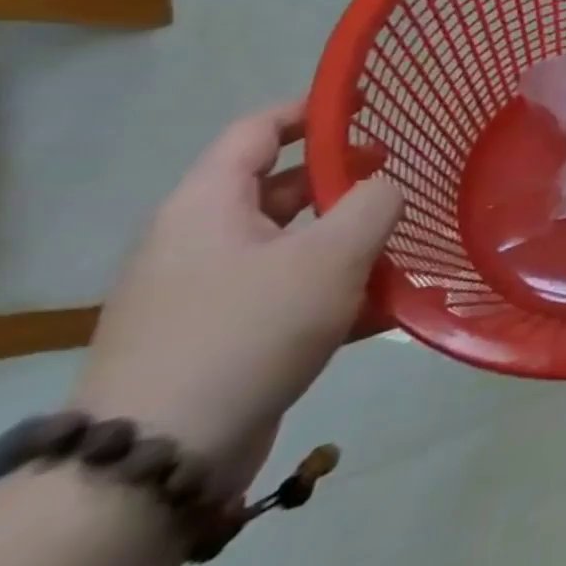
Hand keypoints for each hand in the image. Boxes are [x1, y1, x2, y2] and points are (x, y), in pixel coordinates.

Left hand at [71, 101, 402, 493]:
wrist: (158, 461)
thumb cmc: (249, 329)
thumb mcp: (333, 253)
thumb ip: (375, 202)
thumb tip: (385, 188)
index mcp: (208, 207)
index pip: (257, 131)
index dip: (313, 110)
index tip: (368, 104)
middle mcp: (198, 243)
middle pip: (281, 189)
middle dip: (345, 181)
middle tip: (402, 179)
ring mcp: (205, 296)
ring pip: (293, 247)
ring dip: (351, 243)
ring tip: (407, 249)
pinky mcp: (220, 340)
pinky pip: (289, 296)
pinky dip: (337, 293)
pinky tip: (386, 309)